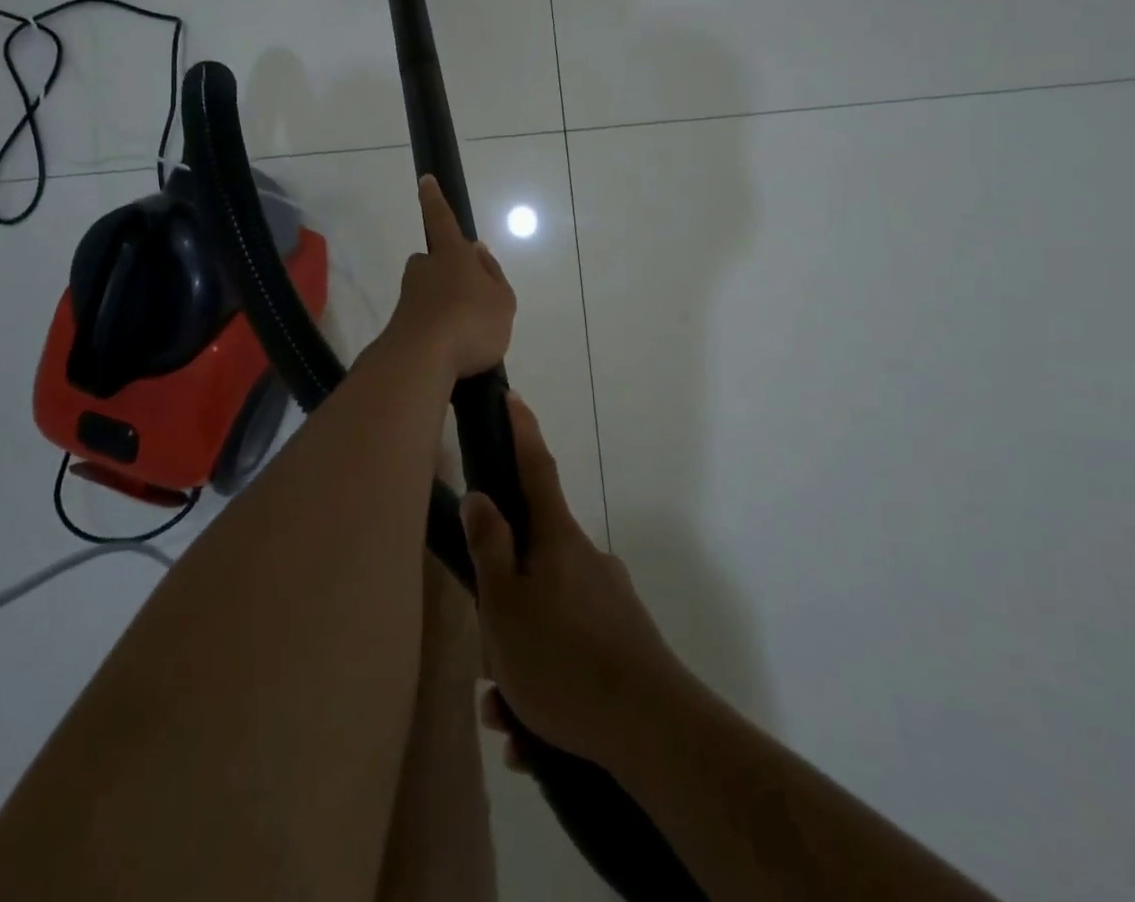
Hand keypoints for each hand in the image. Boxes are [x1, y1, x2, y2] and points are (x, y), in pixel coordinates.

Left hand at [382, 175, 516, 378]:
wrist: (420, 361)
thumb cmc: (470, 322)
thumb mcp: (501, 299)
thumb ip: (492, 274)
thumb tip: (478, 251)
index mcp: (451, 256)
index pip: (442, 220)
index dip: (435, 200)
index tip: (424, 180)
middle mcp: (424, 271)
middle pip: (435, 264)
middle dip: (448, 275)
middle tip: (472, 298)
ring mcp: (409, 298)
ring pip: (431, 294)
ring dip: (446, 307)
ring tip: (469, 335)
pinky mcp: (402, 326)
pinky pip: (427, 322)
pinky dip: (440, 332)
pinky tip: (455, 353)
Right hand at [462, 393, 688, 768]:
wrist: (654, 732)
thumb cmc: (562, 658)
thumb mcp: (505, 605)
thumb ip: (489, 548)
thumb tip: (480, 497)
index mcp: (557, 540)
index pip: (536, 469)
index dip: (522, 432)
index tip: (513, 397)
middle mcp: (586, 560)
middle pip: (534, 559)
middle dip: (505, 601)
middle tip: (488, 659)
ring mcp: (609, 602)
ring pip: (548, 616)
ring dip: (521, 659)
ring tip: (507, 716)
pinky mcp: (624, 644)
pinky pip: (571, 653)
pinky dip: (547, 686)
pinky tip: (534, 737)